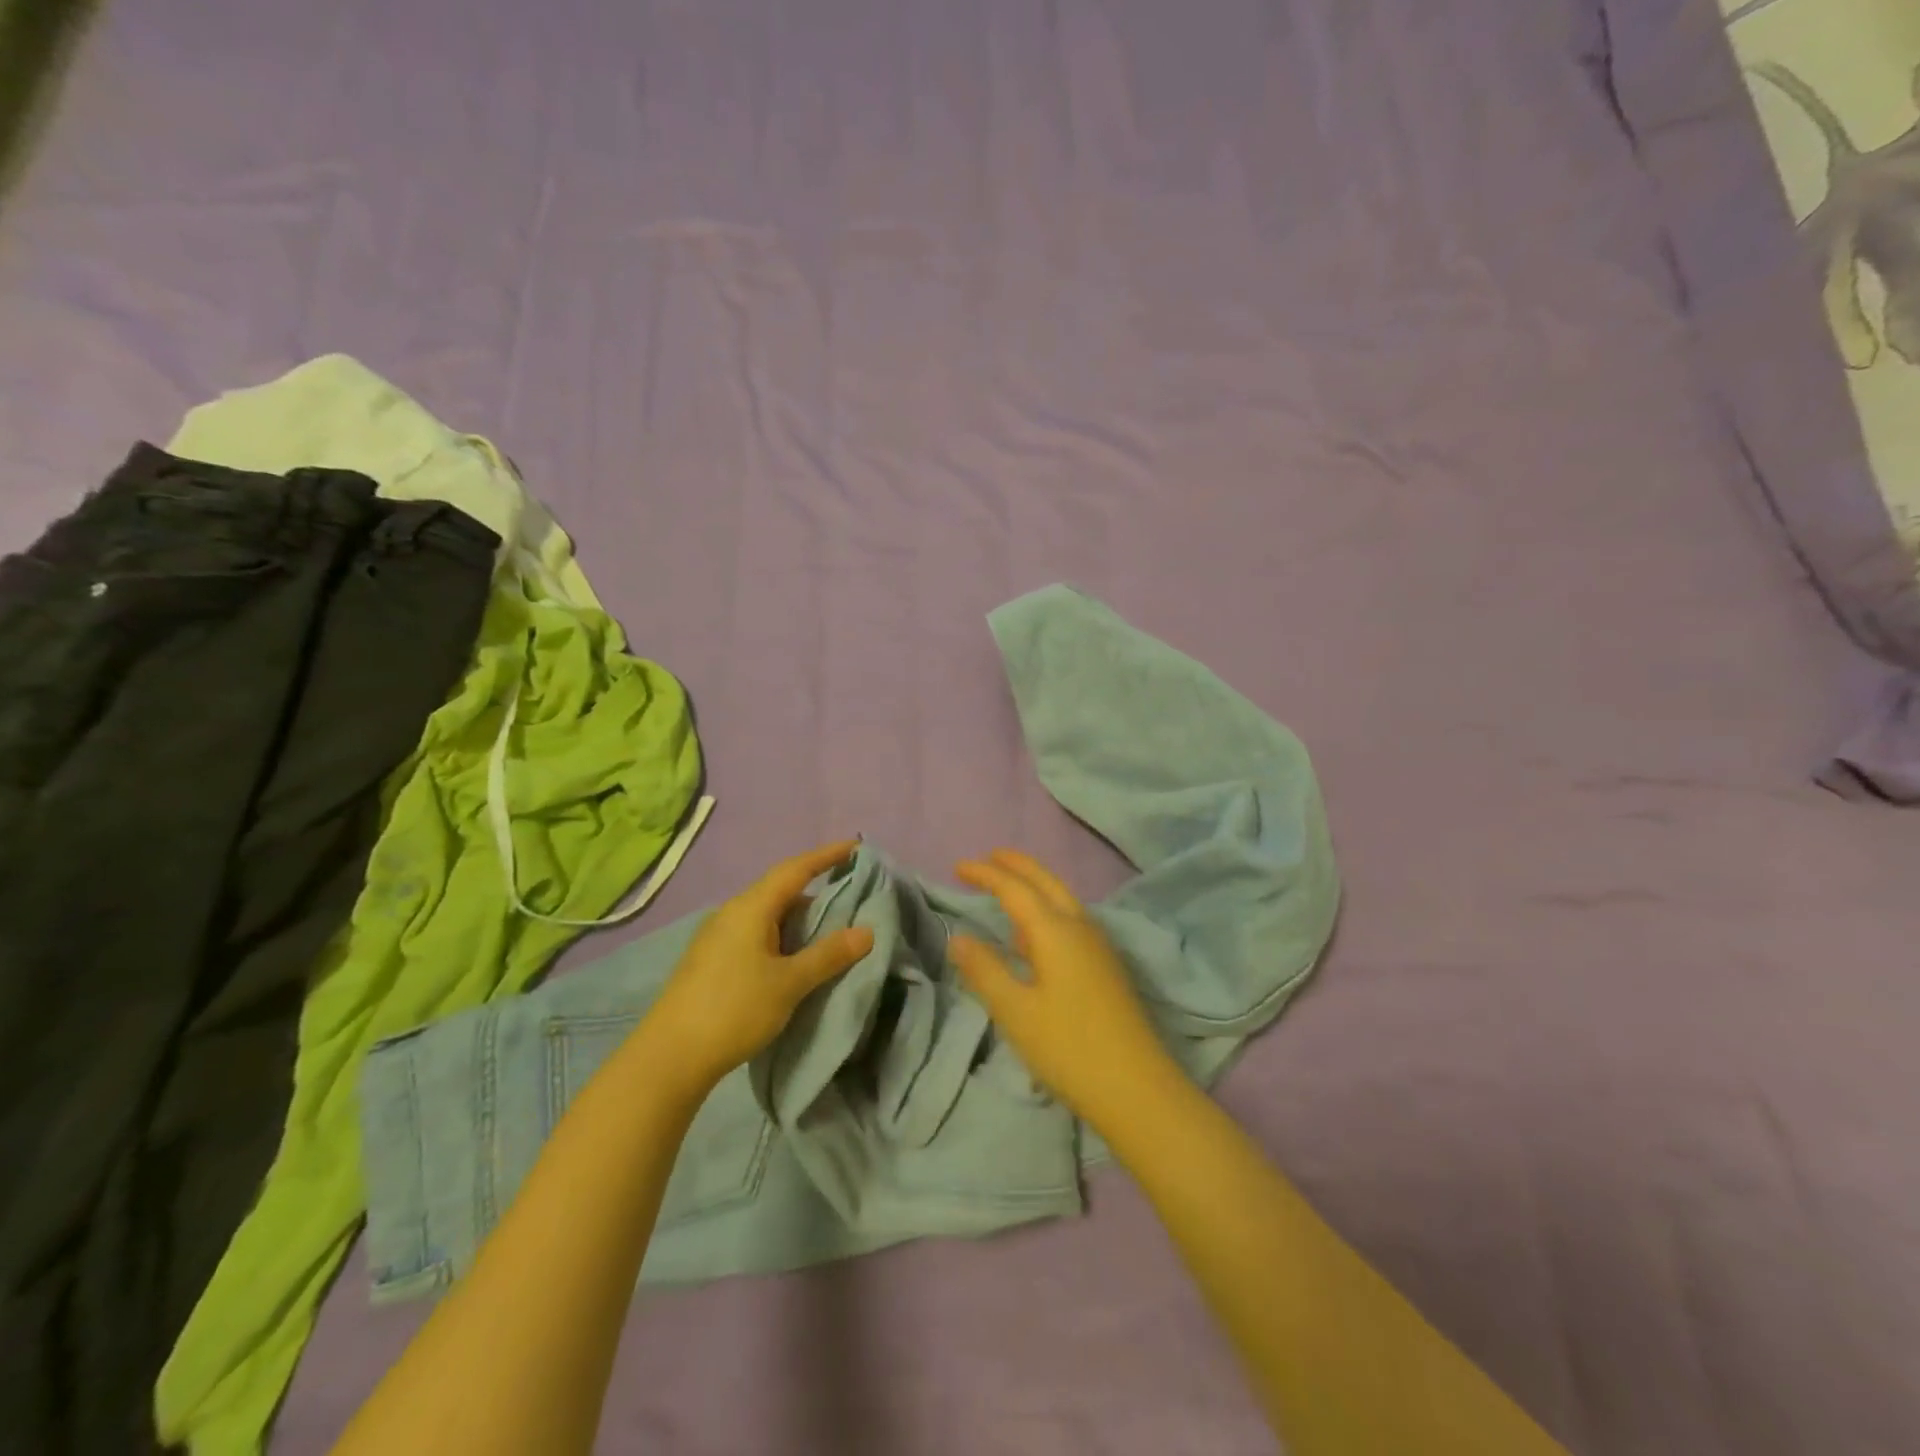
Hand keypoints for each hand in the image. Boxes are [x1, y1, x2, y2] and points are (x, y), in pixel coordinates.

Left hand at [639, 841, 874, 1096]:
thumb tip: (866, 931)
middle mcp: (732, 913)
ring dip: (799, 917)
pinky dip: (782, 935)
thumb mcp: (789, 983)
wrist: (669, 1057)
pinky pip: (756, 933)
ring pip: (768, 914)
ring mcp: (718, 936)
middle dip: (817, 890)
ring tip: (830, 929)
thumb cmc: (734, 1010)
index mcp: (751, 908)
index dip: (827, 855)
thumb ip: (828, 955)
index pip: (795, 869)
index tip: (855, 847)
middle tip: (851, 896)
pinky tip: (795, 956)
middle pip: (781, 889)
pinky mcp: (712, 959)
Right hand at [952, 849, 1182, 1130]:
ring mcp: (1098, 946)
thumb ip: (985, 970)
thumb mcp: (1015, 1011)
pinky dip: (1047, 910)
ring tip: (1007, 890)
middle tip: (989, 857)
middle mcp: (1080, 927)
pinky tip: (1034, 936)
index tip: (958, 867)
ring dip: (1034, 886)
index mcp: (1055, 930)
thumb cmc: (1068, 1048)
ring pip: (1062, 899)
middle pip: (1046, 881)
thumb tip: (958, 936)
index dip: (986, 874)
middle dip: (1017, 865)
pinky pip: (1071, 920)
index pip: (1015, 888)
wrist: (1136, 1087)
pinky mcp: (1106, 966)